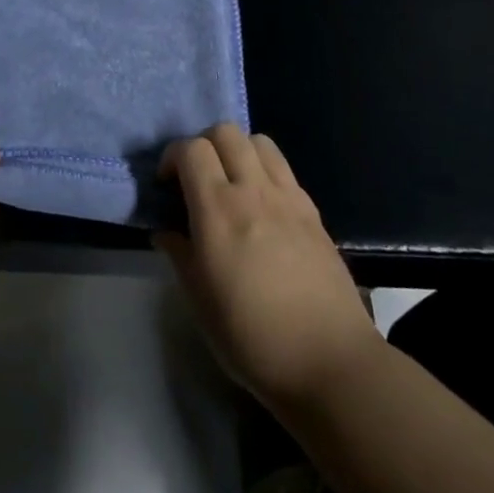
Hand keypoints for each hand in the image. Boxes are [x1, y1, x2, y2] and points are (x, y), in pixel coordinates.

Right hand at [156, 124, 382, 415]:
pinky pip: (284, 169)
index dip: (172, 157)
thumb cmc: (252, 336)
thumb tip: (166, 229)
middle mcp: (253, 190)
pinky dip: (265, 171)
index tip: (167, 185)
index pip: (191, 149)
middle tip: (197, 179)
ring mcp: (288, 197)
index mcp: (219, 210)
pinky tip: (262, 206)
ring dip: (238, 150)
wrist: (328, 360)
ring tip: (231, 184)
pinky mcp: (312, 211)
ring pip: (259, 141)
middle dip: (203, 144)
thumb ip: (179, 253)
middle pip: (226, 132)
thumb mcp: (199, 301)